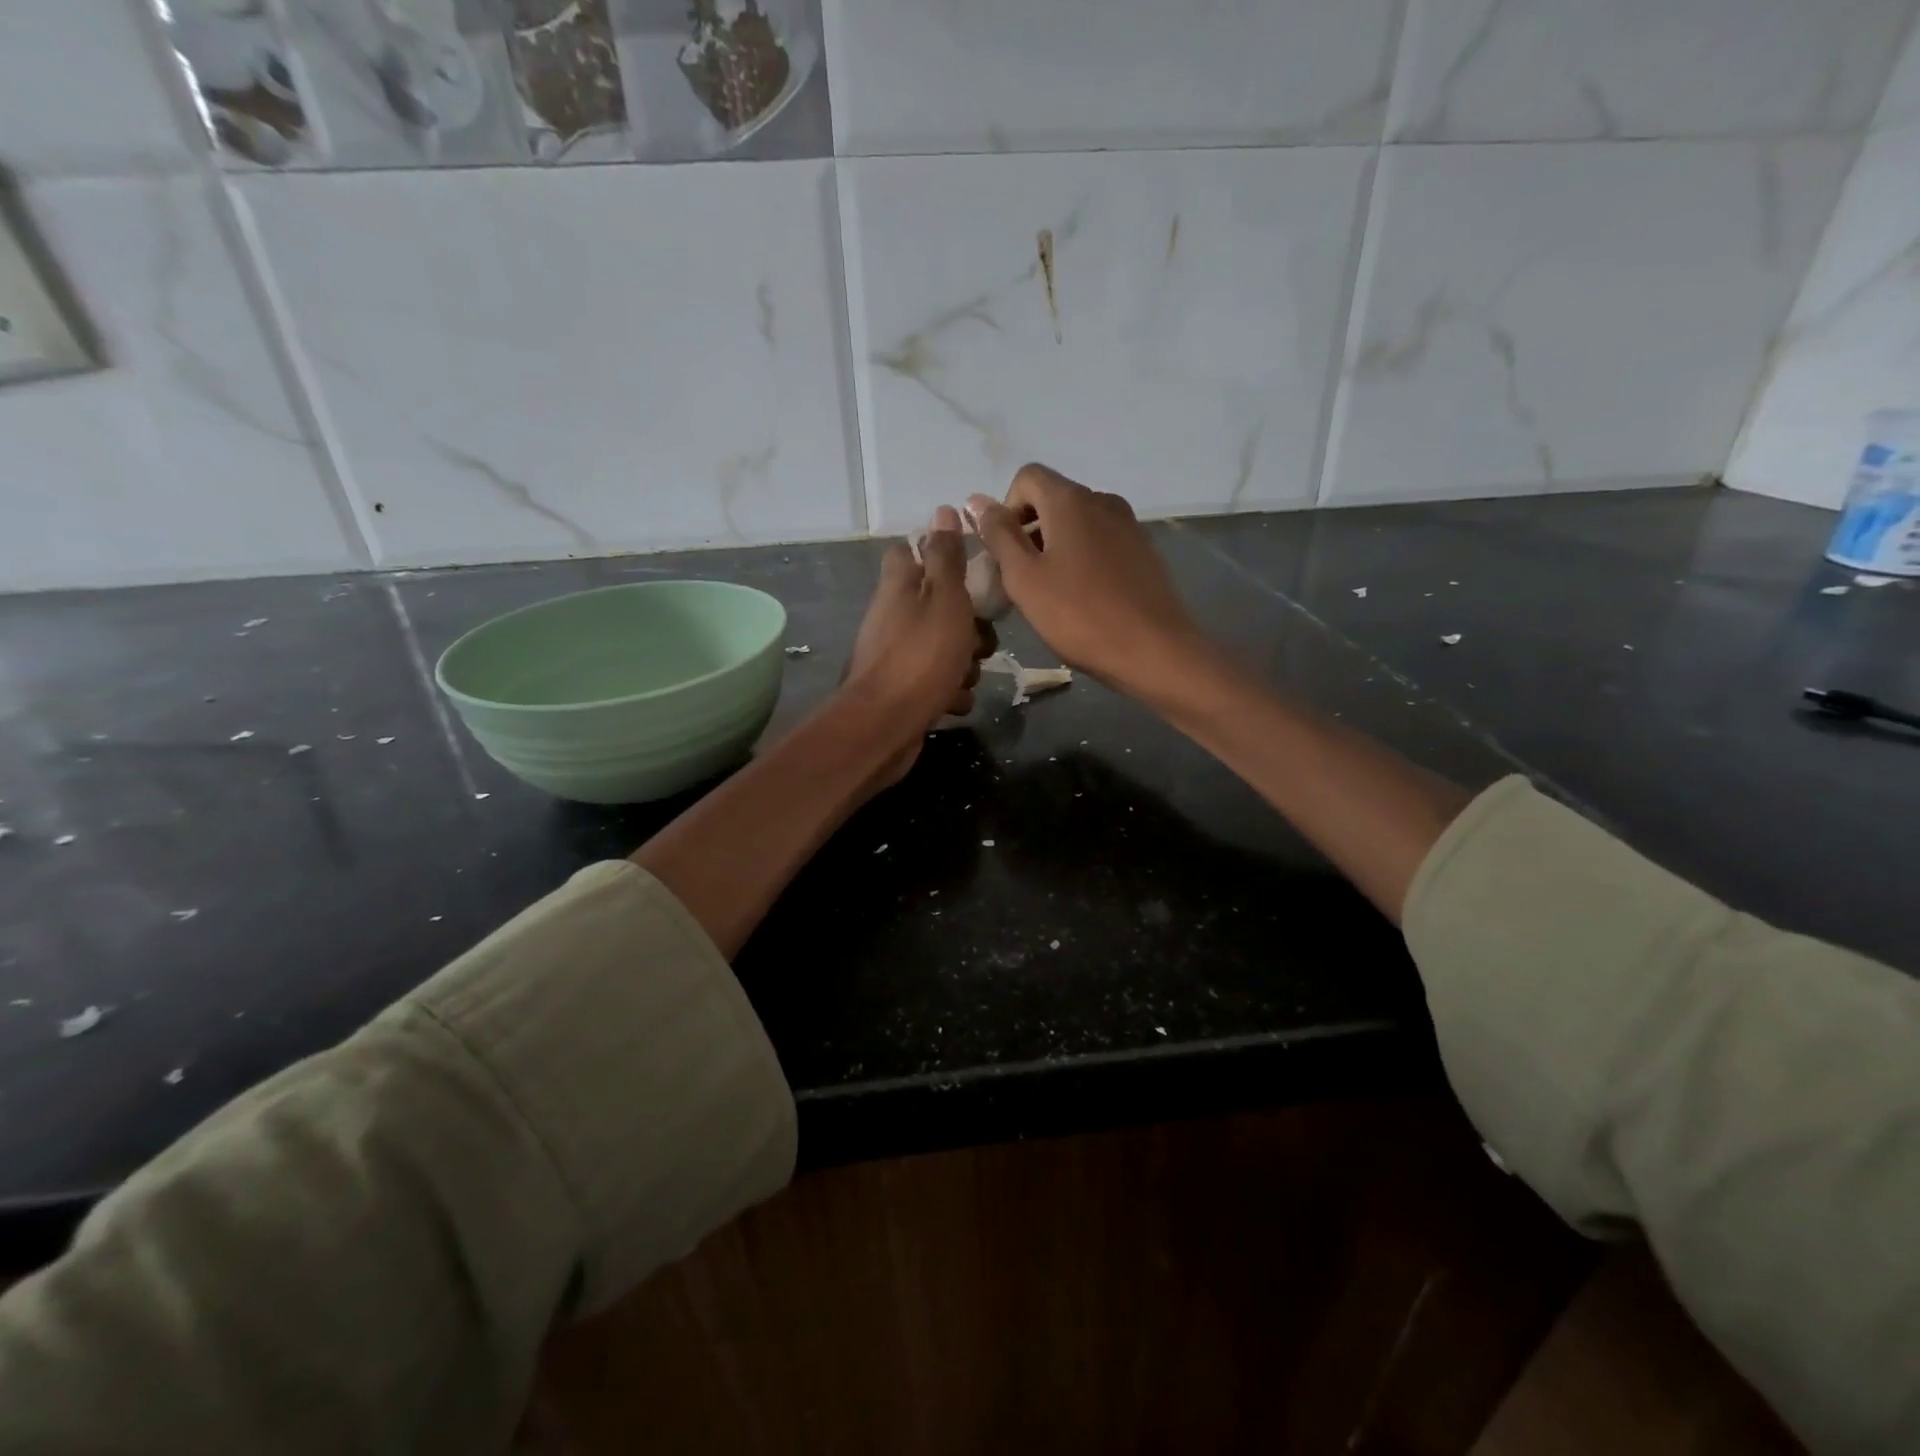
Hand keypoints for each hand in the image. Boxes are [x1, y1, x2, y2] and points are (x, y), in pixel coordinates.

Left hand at [842, 506, 991, 785]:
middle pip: (937, 606)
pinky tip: (953, 702)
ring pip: (942, 647)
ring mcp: (894, 655)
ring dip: (963, 663)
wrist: (885, 725)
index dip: (939, 556)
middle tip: (980, 641)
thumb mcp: (945, 599)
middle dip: (969, 625)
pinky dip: (948, 692)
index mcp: (899, 587)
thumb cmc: (922, 656)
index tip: (968, 571)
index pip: (909, 552)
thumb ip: (946, 557)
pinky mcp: (900, 690)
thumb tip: (944, 510)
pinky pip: (935, 683)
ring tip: (965, 677)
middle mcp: (892, 617)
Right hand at [968, 464, 1208, 702]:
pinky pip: (1101, 542)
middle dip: (1029, 531)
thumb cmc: (1079, 615)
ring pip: (1077, 523)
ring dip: (1055, 547)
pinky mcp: (1143, 551)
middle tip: (1022, 580)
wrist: (1154, 650)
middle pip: (1053, 499)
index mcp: (1071, 500)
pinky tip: (1083, 599)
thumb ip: (999, 535)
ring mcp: (1128, 525)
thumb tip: (976, 500)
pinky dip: (1082, 559)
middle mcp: (1102, 500)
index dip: (1007, 509)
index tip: (1006, 552)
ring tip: (1052, 593)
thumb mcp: (1025, 578)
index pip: (1027, 477)